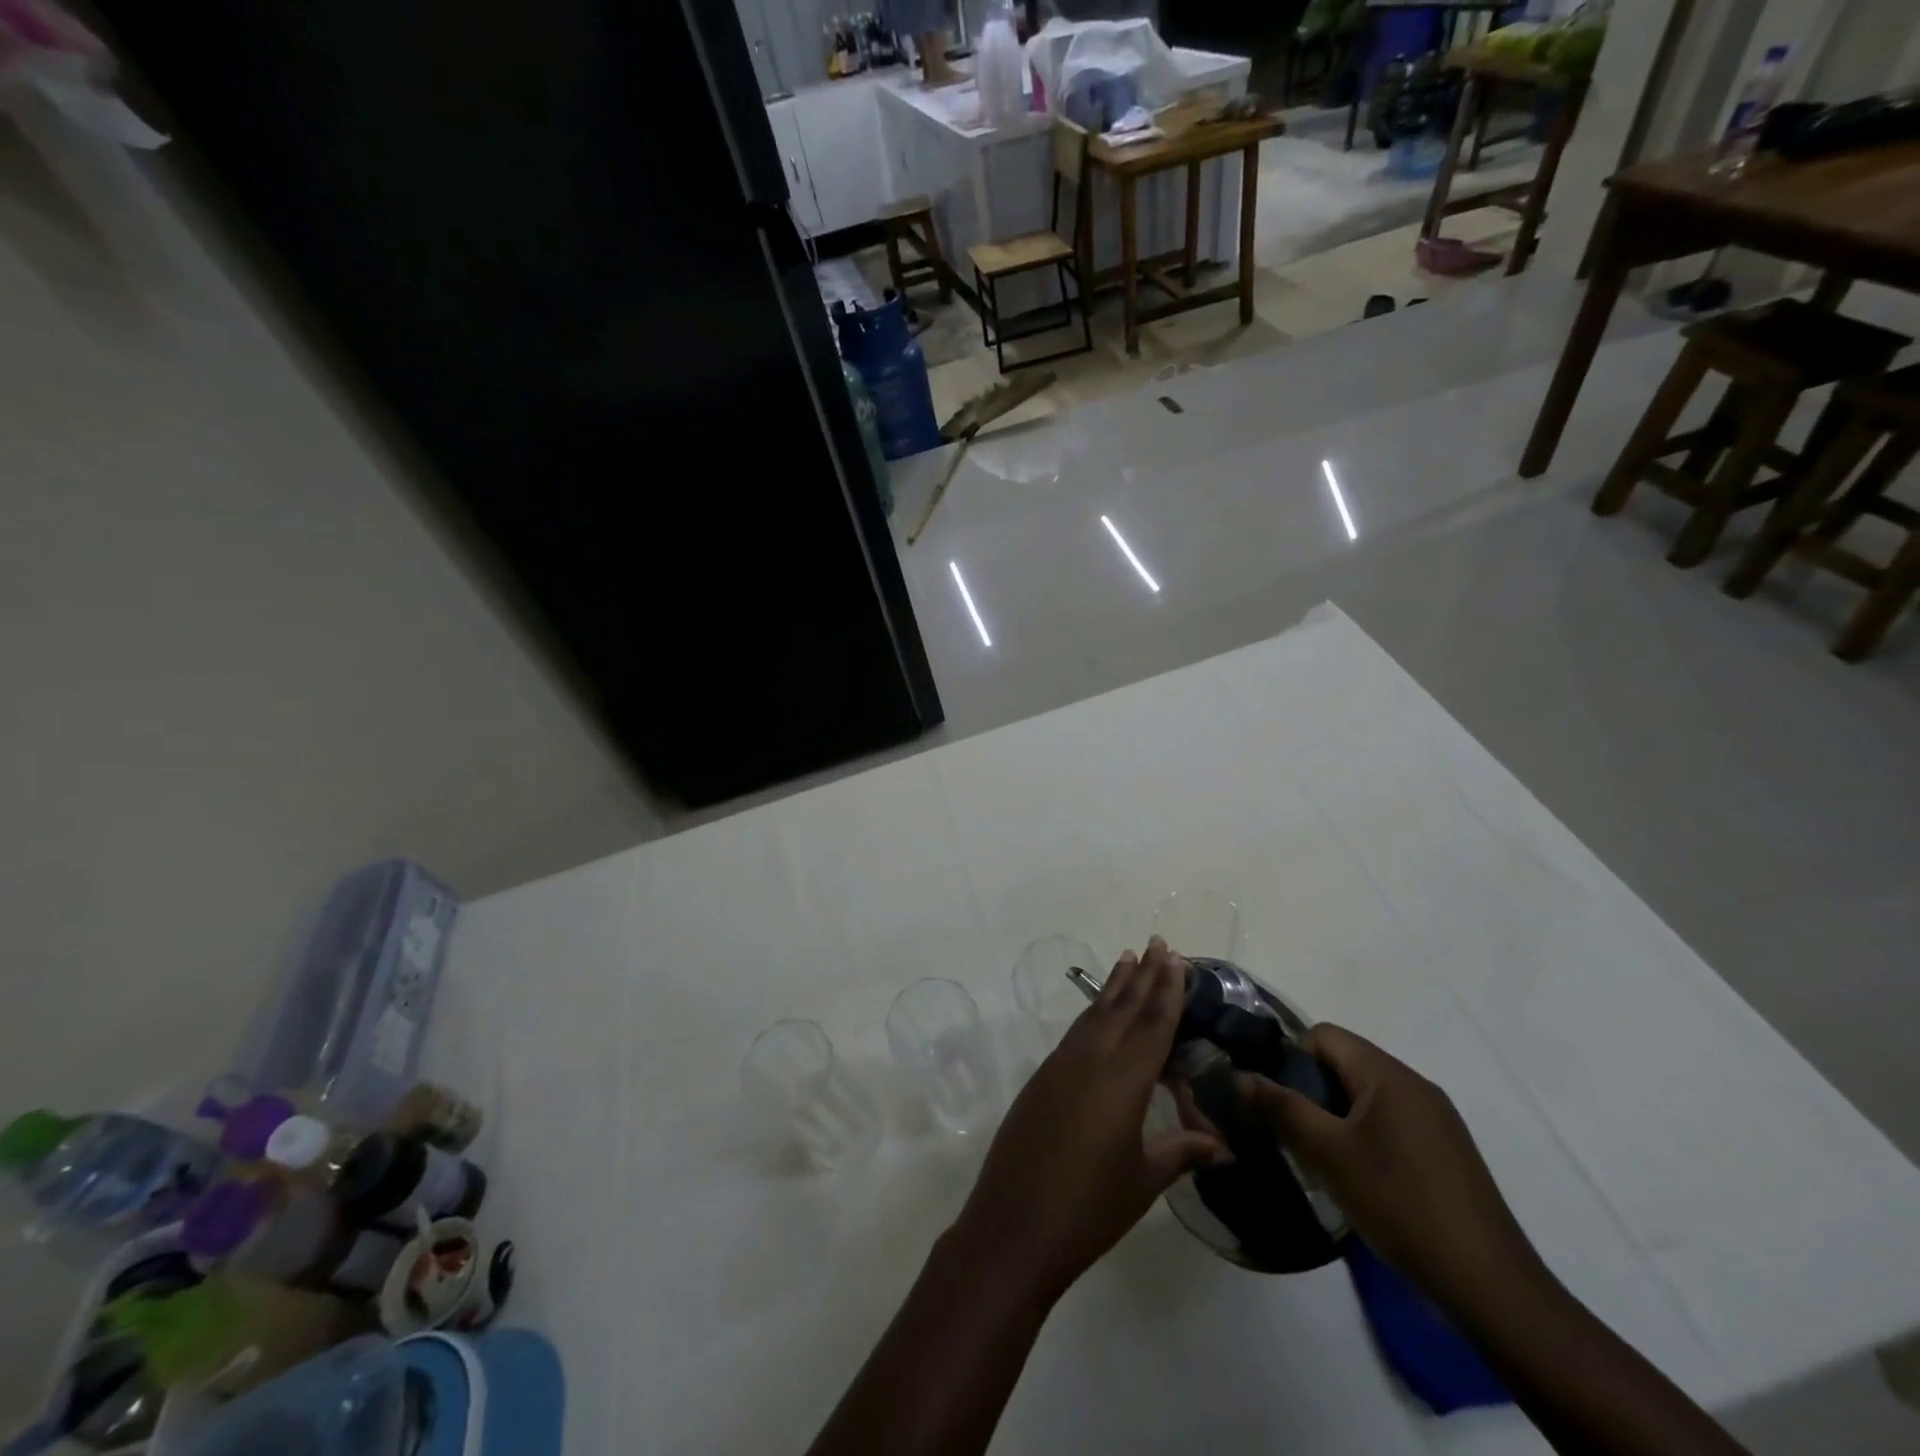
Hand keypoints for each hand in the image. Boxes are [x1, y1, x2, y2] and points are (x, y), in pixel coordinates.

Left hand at [949, 938, 1228, 1302]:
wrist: (1013, 1226)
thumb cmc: (1089, 1208)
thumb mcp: (1143, 1181)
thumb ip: (1181, 1152)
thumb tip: (1224, 1147)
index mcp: (1122, 1081)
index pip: (1152, 1025)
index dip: (1166, 990)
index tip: (1174, 957)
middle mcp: (1090, 1060)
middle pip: (1122, 1008)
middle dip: (1142, 975)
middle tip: (1157, 942)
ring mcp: (1060, 1066)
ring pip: (1094, 1015)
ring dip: (1114, 987)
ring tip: (1127, 960)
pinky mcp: (1041, 1078)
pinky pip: (1075, 1034)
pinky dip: (1092, 1014)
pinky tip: (1098, 1013)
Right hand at [1239, 1023, 1540, 1307]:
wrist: (1489, 1285)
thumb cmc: (1399, 1203)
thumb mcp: (1328, 1154)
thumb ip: (1281, 1108)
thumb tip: (1239, 1075)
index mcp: (1388, 1075)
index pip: (1324, 1036)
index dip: (1292, 1058)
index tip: (1279, 1101)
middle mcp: (1416, 1084)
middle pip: (1346, 1062)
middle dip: (1312, 1090)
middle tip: (1296, 1133)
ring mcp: (1437, 1118)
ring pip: (1367, 1095)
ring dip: (1337, 1115)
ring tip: (1324, 1158)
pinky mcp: (1447, 1150)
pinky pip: (1392, 1121)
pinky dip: (1365, 1135)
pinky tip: (1362, 1178)